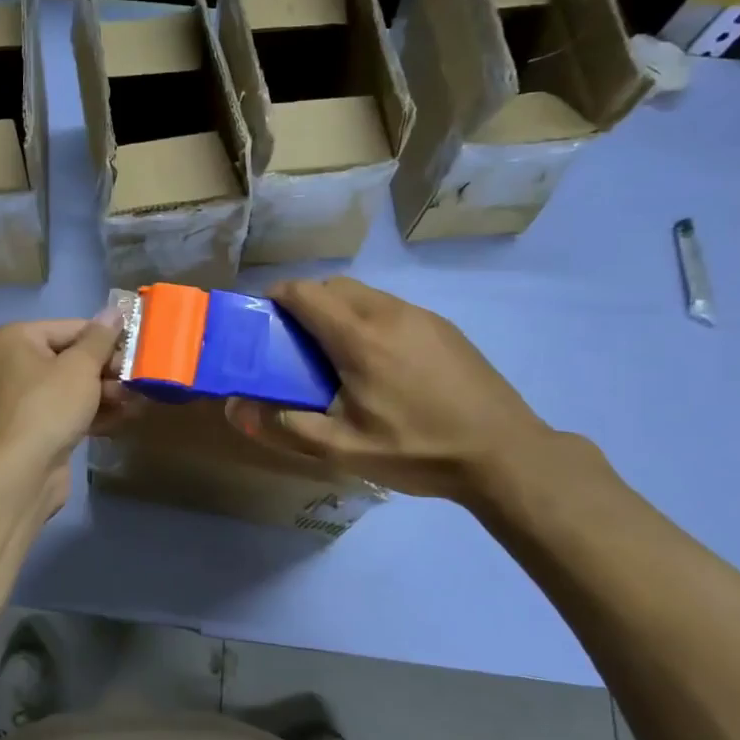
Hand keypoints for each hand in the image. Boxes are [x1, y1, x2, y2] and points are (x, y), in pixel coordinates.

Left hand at [0, 306, 133, 513]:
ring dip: (105, 393)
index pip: (71, 327)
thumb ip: (101, 338)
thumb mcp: (81, 367)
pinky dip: (92, 413)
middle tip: (139, 379)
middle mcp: (10, 363)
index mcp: (13, 338)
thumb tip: (114, 310)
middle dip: (107, 370)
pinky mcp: (32, 428)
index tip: (139, 350)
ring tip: (138, 401)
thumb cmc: (47, 407)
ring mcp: (19, 399)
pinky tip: (122, 419)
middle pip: (71, 357)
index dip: (107, 339)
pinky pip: (66, 411)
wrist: (18, 474)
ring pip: (71, 387)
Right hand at [227, 277, 550, 501]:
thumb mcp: (343, 448)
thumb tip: (234, 409)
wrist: (505, 454)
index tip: (262, 319)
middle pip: (334, 286)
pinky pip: (392, 308)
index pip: (305, 292)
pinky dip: (369, 319)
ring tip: (336, 354)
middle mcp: (388, 312)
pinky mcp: (444, 328)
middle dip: (306, 302)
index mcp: (359, 336)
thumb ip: (285, 425)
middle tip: (295, 342)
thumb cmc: (417, 449)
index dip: (276, 297)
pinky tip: (380, 363)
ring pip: (365, 295)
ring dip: (339, 310)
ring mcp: (422, 316)